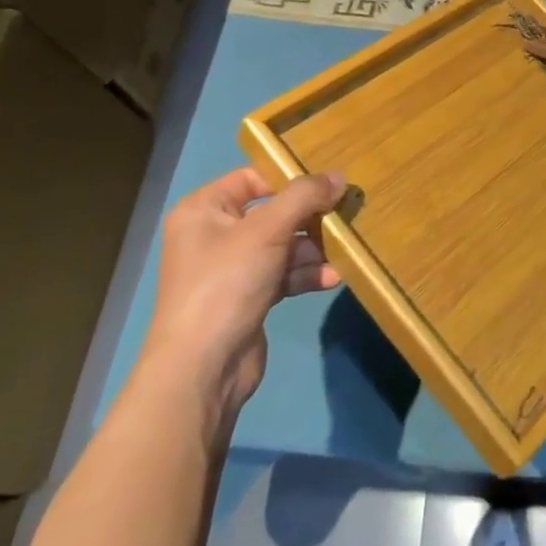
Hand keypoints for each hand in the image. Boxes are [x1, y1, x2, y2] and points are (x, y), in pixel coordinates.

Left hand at [139, 168, 344, 428]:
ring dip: (313, 248)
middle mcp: (214, 235)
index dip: (288, 178)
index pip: (251, 178)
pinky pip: (283, 274)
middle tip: (344, 215)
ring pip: (282, 245)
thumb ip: (304, 197)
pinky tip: (333, 277)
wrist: (202, 369)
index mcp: (204, 210)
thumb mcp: (267, 230)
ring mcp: (231, 269)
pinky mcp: (247, 298)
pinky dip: (306, 274)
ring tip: (343, 249)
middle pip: (272, 212)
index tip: (327, 183)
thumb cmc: (226, 284)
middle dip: (309, 217)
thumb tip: (339, 176)